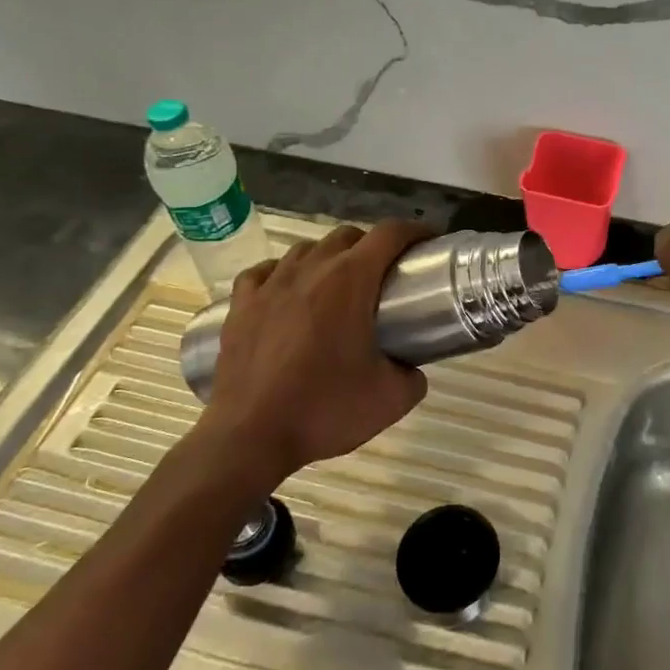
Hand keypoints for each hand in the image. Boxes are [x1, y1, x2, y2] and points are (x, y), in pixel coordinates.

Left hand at [197, 221, 431, 481]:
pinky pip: (265, 272)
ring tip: (338, 285)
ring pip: (306, 249)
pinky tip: (287, 292)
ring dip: (329, 257)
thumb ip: (413, 376)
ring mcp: (270, 284)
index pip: (389, 234)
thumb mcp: (391, 400)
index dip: (415, 231)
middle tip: (384, 275)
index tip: (428, 243)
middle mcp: (310, 269)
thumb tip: (412, 368)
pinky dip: (283, 274)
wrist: (249, 438)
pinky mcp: (240, 304)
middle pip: (348, 236)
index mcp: (350, 280)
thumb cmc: (324, 410)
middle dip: (372, 246)